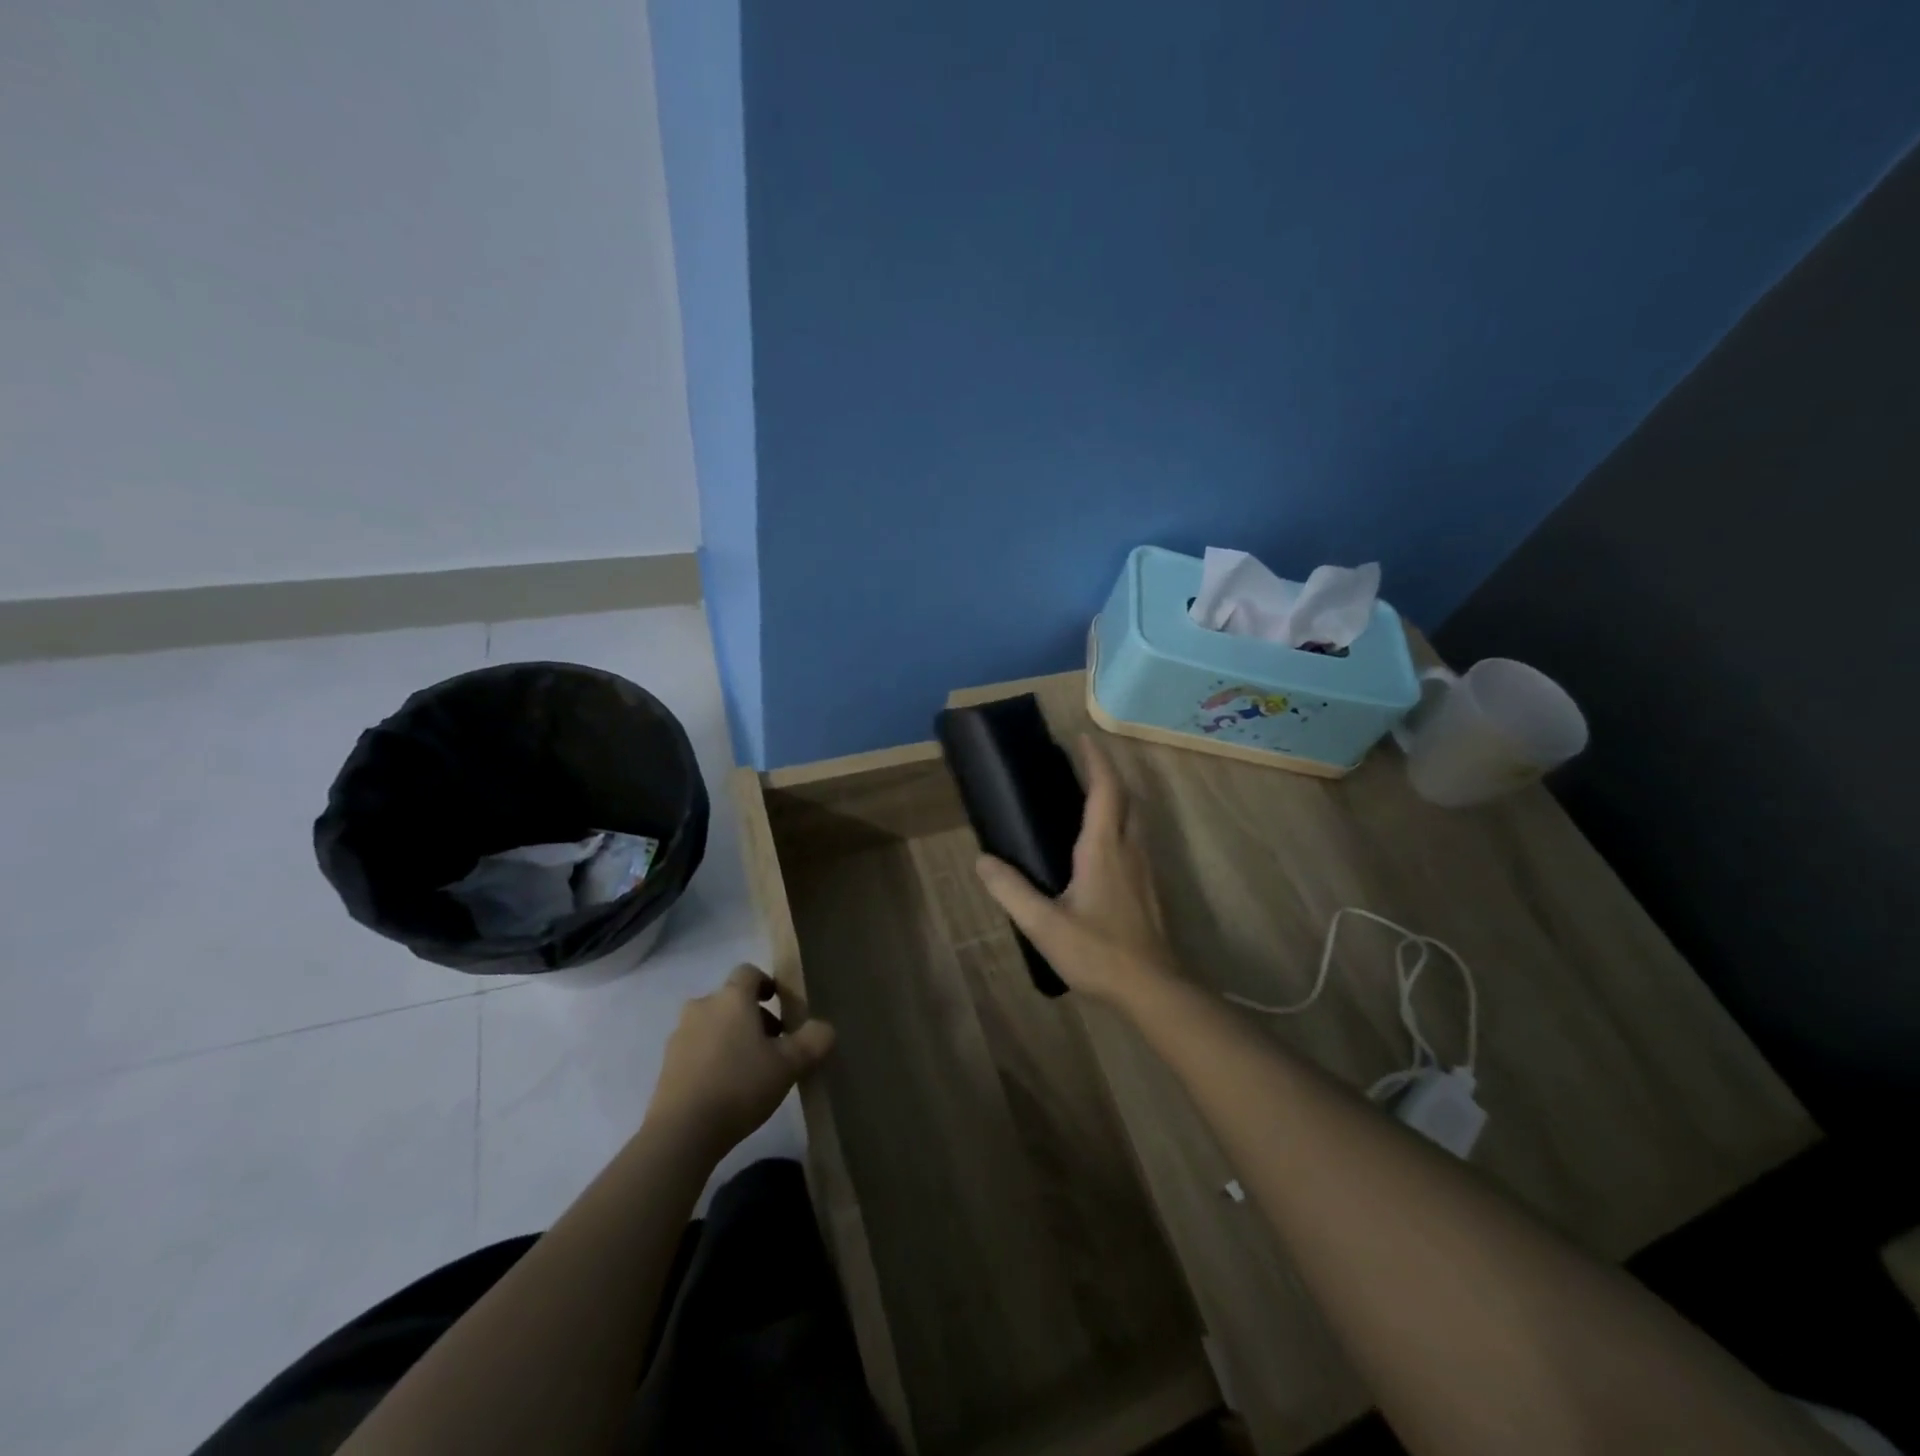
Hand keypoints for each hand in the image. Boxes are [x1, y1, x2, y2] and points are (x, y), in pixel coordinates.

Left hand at [646, 965, 834, 1157]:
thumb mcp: (789, 1065)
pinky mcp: (667, 1064)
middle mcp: (702, 1007)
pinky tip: (726, 1088)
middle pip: (731, 1000)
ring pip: (713, 1024)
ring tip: (750, 1070)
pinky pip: (696, 1049)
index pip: (749, 972)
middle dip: (753, 1016)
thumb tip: (825, 1028)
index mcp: (731, 998)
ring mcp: (679, 1035)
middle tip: (773, 1045)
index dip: (766, 984)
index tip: (781, 1004)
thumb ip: (813, 1041)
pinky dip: (712, 1058)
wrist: (682, 1132)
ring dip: (731, 1037)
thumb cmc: (740, 1085)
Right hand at [974, 733, 1178, 1003]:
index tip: (1084, 738)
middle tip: (1084, 763)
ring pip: (1137, 819)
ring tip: (1093, 796)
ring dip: (1119, 798)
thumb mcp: (1044, 925)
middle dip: (1108, 774)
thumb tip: (982, 860)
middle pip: (1127, 798)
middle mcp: (1130, 849)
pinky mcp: (1150, 888)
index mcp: (1105, 848)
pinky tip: (1107, 845)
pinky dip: (1123, 823)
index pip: (1106, 790)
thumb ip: (1012, 891)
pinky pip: (1138, 839)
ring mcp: (1146, 869)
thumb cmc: (1098, 952)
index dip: (1096, 761)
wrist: (1152, 988)